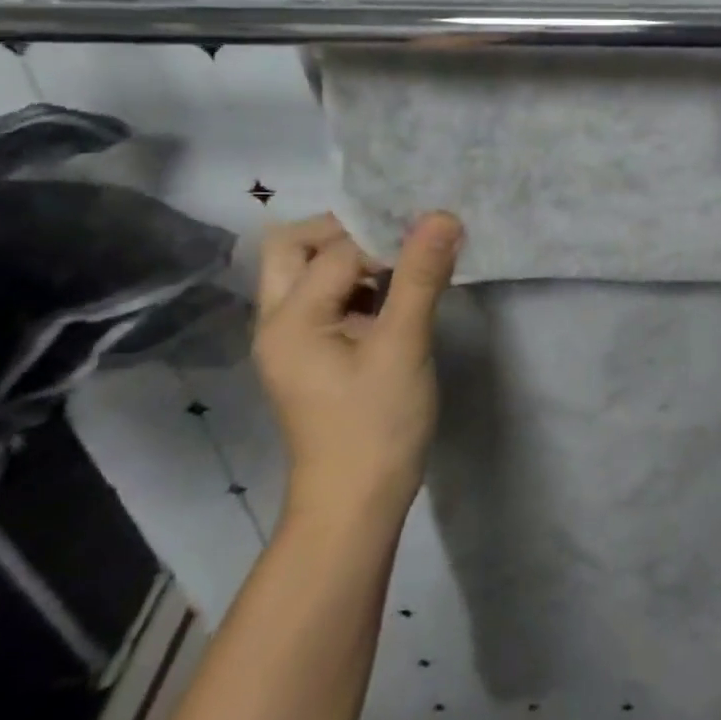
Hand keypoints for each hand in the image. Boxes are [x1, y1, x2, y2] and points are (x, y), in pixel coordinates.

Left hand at [253, 211, 463, 525]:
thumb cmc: (377, 426)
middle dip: (346, 231)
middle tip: (399, 238)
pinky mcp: (311, 353)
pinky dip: (356, 282)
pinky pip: (325, 296)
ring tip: (405, 261)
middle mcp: (277, 321)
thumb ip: (420, 276)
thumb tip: (443, 215)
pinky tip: (397, 292)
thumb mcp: (404, 346)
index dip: (386, 238)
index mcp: (290, 318)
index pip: (338, 250)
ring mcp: (291, 339)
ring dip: (352, 256)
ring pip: (307, 270)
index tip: (432, 236)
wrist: (356, 504)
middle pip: (294, 246)